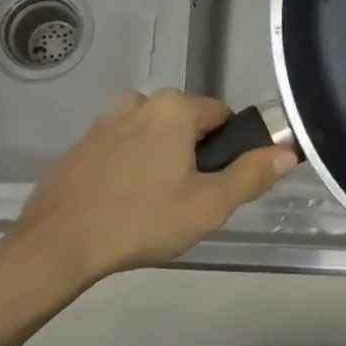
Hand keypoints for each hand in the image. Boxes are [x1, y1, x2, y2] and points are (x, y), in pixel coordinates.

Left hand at [7, 89, 295, 282]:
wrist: (58, 243)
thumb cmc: (142, 219)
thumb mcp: (209, 205)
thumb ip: (252, 175)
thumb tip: (287, 152)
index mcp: (173, 107)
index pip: (222, 116)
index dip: (229, 151)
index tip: (218, 186)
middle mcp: (139, 102)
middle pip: (187, 125)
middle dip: (195, 157)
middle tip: (189, 202)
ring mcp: (105, 122)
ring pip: (154, 137)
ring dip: (163, 162)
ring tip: (155, 208)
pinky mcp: (82, 145)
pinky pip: (124, 150)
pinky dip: (132, 169)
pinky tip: (125, 205)